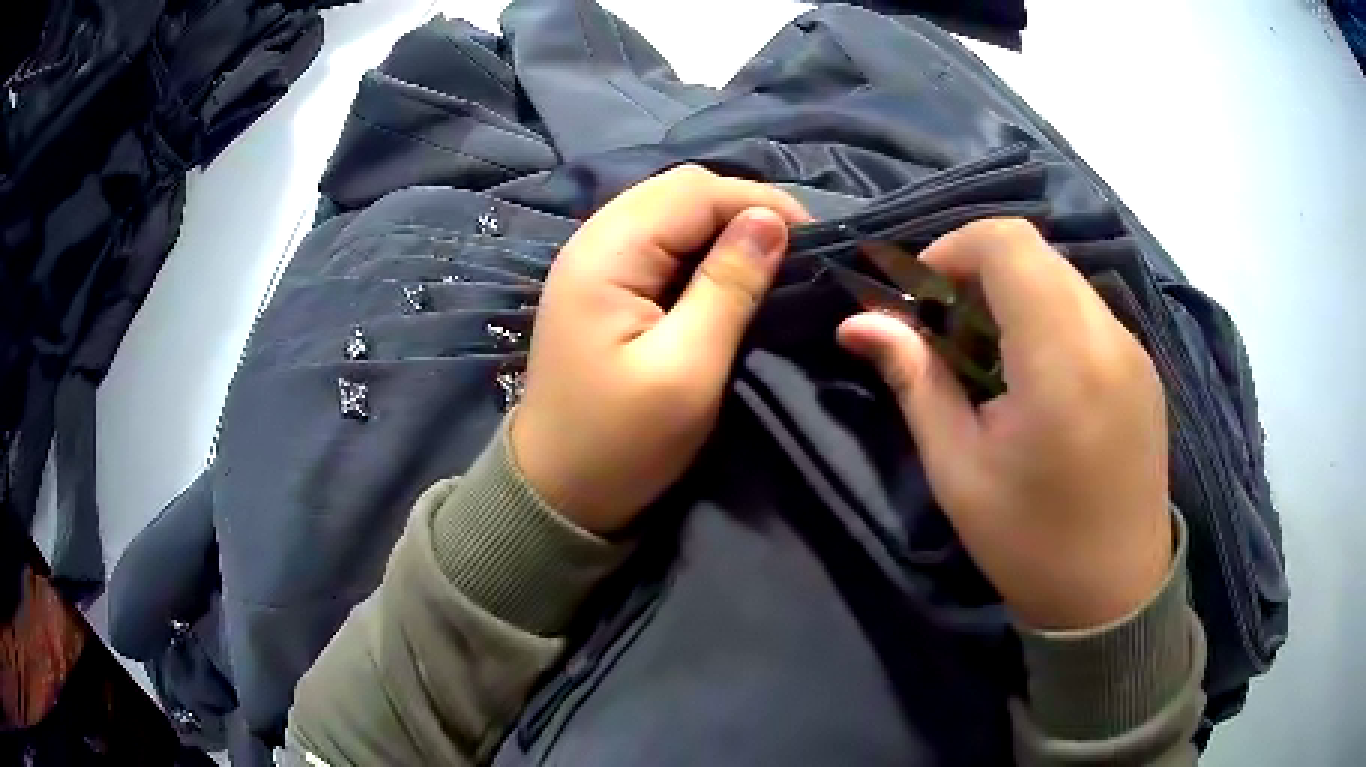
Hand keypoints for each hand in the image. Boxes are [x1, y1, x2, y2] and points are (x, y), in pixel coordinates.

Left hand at [512, 166, 809, 534]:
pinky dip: (700, 245)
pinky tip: (728, 270)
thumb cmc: (621, 443)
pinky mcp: (601, 284)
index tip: (814, 240)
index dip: (758, 202)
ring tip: (771, 257)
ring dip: (723, 223)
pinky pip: (658, 240)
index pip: (693, 191)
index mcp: (607, 253)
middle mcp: (593, 240)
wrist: (556, 491)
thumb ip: (728, 287)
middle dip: (743, 207)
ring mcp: (593, 260)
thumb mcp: (687, 370)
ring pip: (670, 210)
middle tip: (796, 249)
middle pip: (679, 190)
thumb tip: (771, 221)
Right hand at [837, 219, 1170, 629]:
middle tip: (947, 331)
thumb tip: (857, 322)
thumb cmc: (1030, 543)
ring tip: (989, 357)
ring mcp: (1134, 348)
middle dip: (978, 271)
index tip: (922, 298)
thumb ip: (915, 380)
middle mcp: (1109, 336)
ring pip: (1062, 277)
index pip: (1008, 242)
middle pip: (1035, 252)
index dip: (953, 248)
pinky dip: (1048, 316)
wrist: (1114, 596)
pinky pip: (1087, 310)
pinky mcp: (1144, 366)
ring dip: (1014, 294)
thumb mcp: (958, 470)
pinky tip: (1035, 377)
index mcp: (1063, 359)